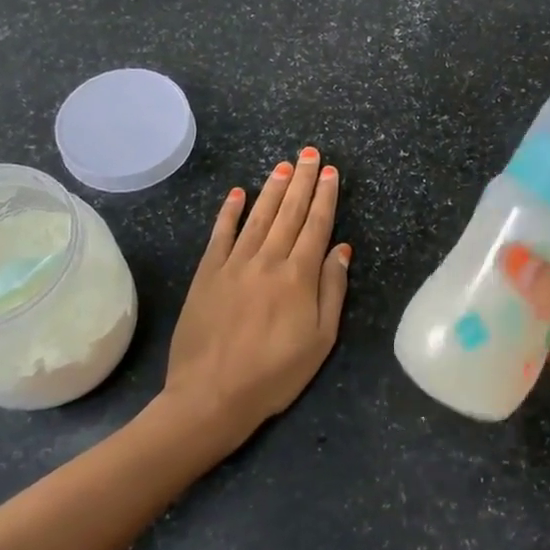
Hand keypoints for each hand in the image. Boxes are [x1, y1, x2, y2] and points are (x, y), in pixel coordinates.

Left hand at [164, 146, 350, 452]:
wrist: (211, 396)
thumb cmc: (274, 374)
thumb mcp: (320, 340)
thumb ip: (332, 290)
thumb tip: (342, 249)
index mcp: (298, 277)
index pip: (316, 226)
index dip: (325, 197)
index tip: (330, 172)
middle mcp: (267, 260)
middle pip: (289, 213)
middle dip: (301, 181)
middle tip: (309, 153)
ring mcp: (234, 264)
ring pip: (258, 217)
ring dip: (272, 189)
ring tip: (283, 165)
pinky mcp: (207, 274)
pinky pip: (221, 235)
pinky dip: (230, 212)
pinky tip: (238, 193)